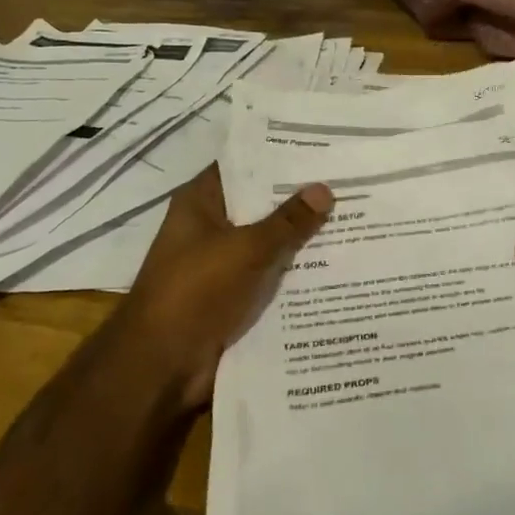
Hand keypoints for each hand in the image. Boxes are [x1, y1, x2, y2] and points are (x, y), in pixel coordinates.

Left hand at [110, 166, 331, 410]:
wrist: (162, 366)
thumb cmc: (195, 291)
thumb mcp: (246, 248)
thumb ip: (287, 221)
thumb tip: (325, 188)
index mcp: (201, 202)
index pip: (243, 165)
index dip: (278, 156)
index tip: (320, 148)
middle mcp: (210, 227)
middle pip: (260, 203)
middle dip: (298, 197)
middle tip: (349, 180)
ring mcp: (221, 263)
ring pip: (268, 241)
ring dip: (300, 236)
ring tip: (353, 216)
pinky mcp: (233, 295)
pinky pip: (269, 274)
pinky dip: (295, 271)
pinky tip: (336, 263)